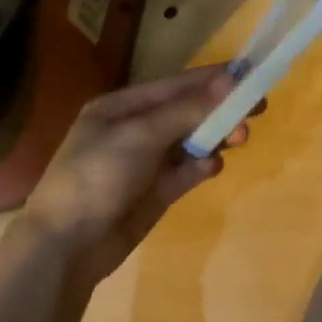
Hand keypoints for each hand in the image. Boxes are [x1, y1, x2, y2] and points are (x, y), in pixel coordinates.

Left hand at [22, 66, 251, 285]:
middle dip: (220, 109)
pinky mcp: (156, 192)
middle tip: (257, 108)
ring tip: (241, 137)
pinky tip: (211, 167)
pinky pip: (187, 171)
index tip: (249, 74)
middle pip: (188, 112)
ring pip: (192, 141)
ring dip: (216, 137)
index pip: (176, 85)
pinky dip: (202, 166)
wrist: (64, 248)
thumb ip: (188, 109)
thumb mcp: (141, 135)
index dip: (213, 79)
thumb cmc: (96, 176)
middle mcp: (135, 130)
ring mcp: (146, 163)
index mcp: (122, 107)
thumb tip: (230, 80)